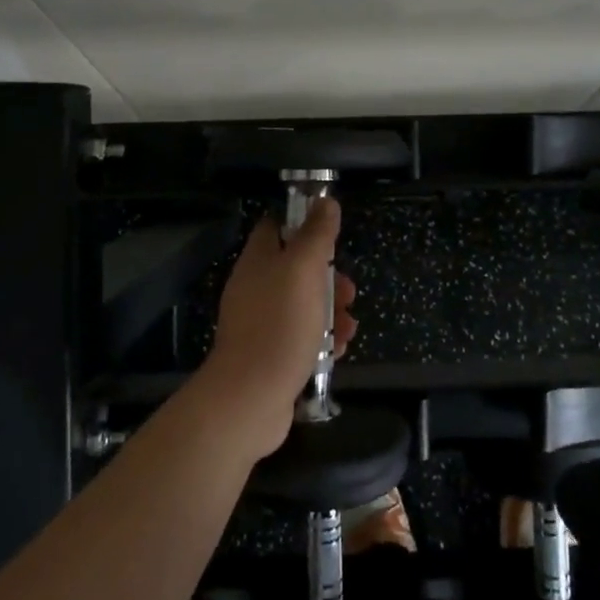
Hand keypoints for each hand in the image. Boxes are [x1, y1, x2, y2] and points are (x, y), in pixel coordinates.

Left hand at [196, 198, 355, 458]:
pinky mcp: (270, 354)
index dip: (303, 223)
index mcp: (258, 261)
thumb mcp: (304, 270)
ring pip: (303, 305)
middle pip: (296, 269)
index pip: (276, 227)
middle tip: (348, 291)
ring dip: (331, 311)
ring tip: (349, 326)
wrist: (250, 398)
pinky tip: (338, 350)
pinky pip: (301, 337)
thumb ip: (316, 234)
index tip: (331, 232)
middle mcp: (255, 287)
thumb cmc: (280, 325)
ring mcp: (260, 323)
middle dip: (328, 277)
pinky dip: (322, 340)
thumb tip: (324, 201)